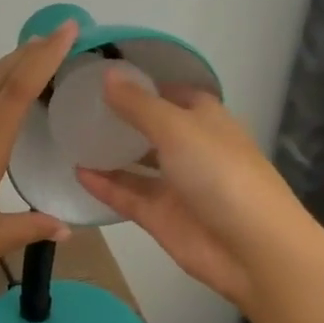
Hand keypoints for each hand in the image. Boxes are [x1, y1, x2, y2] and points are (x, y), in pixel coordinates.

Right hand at [75, 73, 310, 310]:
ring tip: (71, 137)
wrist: (252, 248)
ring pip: (137, 164)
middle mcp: (191, 148)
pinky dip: (105, 185)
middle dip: (122, 118)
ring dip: (110, 153)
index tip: (106, 77)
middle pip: (152, 128)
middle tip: (79, 106)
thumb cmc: (220, 173)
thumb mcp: (177, 128)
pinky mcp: (161, 217)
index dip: (144, 85)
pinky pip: (127, 195)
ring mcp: (176, 185)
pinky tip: (77, 171)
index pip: (173, 94)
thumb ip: (138, 105)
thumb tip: (107, 73)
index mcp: (206, 119)